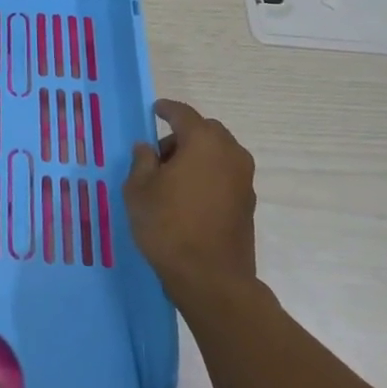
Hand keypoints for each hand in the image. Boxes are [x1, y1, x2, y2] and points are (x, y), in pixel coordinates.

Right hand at [125, 99, 257, 305]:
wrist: (211, 278)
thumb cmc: (168, 226)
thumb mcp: (139, 190)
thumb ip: (142, 161)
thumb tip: (147, 148)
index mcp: (203, 142)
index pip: (183, 114)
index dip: (166, 109)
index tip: (154, 109)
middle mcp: (230, 153)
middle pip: (206, 131)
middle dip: (183, 134)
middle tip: (159, 152)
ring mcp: (244, 179)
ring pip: (218, 152)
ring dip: (197, 155)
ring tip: (172, 177)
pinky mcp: (248, 203)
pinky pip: (225, 174)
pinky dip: (208, 174)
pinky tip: (189, 195)